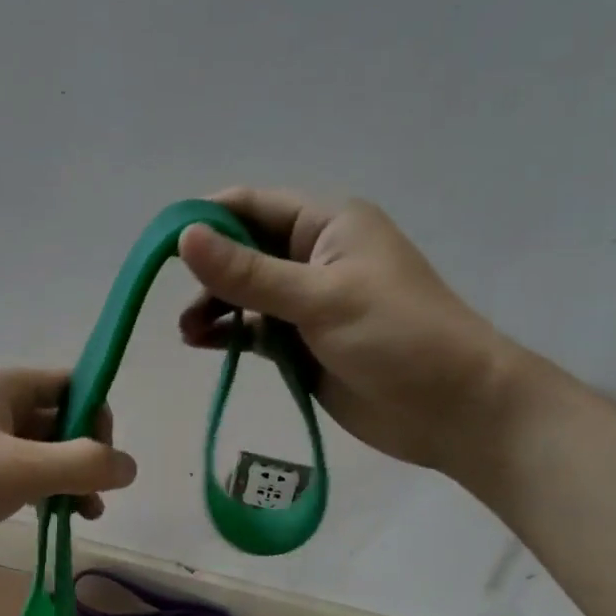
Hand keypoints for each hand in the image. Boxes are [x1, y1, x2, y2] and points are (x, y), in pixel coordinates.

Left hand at [0, 367, 136, 572]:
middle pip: (56, 419)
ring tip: (81, 516)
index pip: (71, 385)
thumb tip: (129, 466)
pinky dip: (34, 491)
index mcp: (2, 385)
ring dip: (63, 479)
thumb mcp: (21, 471)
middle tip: (94, 499)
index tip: (102, 461)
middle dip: (83, 456)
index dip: (97, 418)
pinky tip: (45, 519)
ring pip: (35, 451)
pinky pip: (11, 473)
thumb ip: (84, 465)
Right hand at [178, 189, 523, 472]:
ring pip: (245, 294)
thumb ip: (250, 274)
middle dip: (207, 271)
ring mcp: (308, 302)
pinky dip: (228, 335)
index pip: (251, 206)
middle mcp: (314, 256)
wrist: (452, 409)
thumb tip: (184, 237)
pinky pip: (255, 330)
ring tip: (188, 333)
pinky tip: (202, 345)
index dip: (205, 221)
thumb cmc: (397, 338)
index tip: (163, 251)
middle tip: (178, 303)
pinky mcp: (303, 344)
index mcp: (327, 224)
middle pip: (243, 251)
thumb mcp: (320, 299)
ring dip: (213, 306)